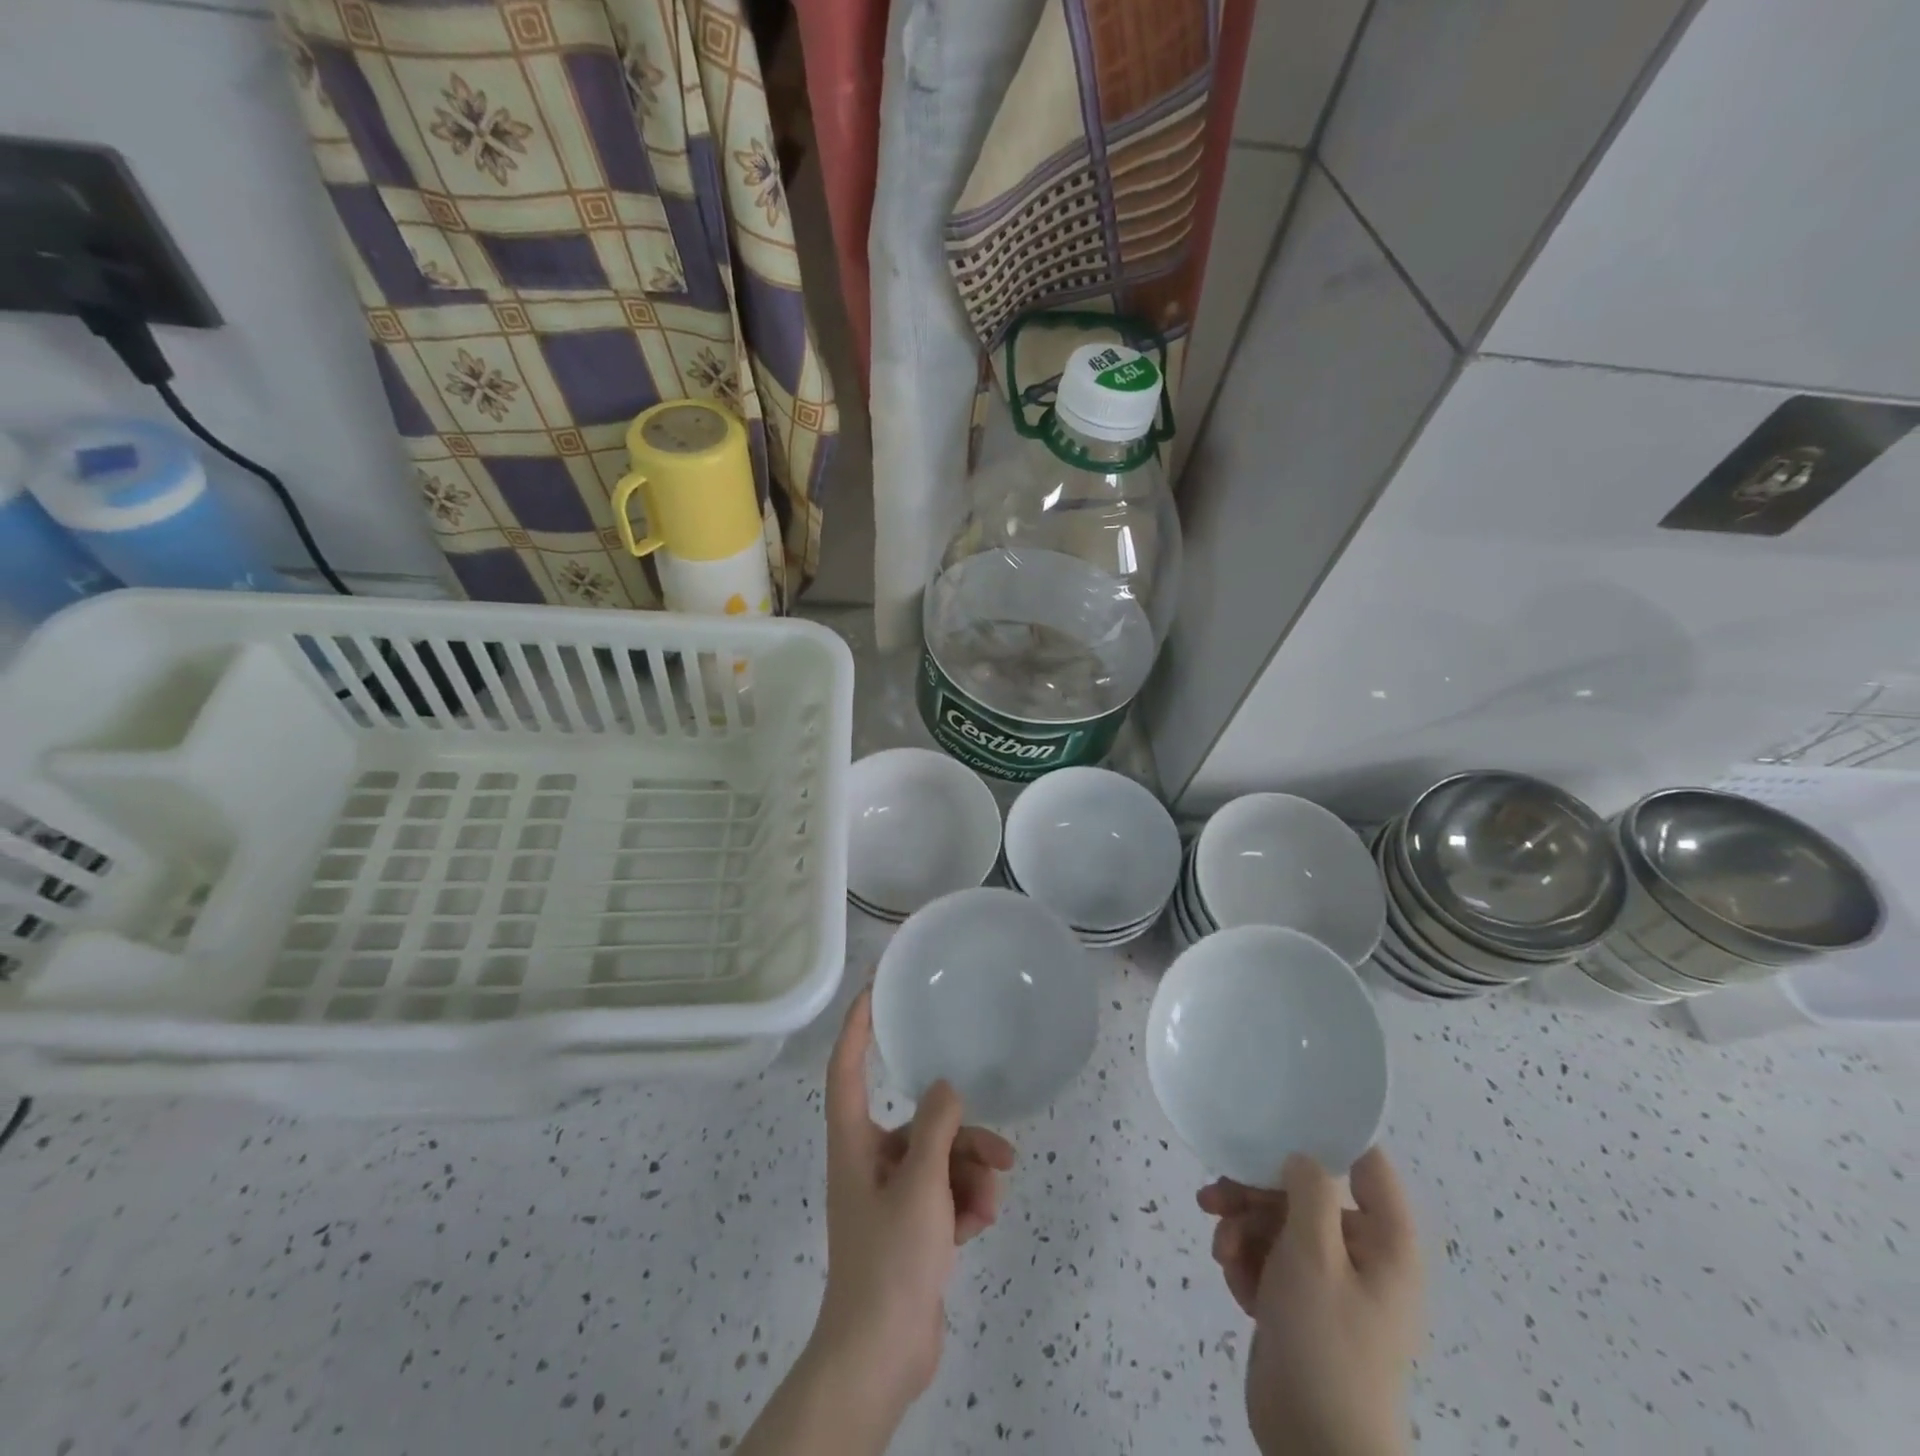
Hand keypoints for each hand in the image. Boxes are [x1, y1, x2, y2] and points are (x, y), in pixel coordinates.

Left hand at [812, 988, 1015, 1415]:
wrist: (880, 1357)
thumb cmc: (890, 1260)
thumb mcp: (920, 1185)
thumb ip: (936, 1127)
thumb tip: (945, 1087)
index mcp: (854, 1143)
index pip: (847, 1069)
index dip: (856, 1027)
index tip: (874, 990)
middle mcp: (869, 1161)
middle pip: (919, 1125)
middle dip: (961, 1136)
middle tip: (1000, 1152)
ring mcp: (891, 1196)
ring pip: (940, 1161)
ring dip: (971, 1177)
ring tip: (991, 1202)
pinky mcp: (912, 1227)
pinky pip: (945, 1195)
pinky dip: (965, 1204)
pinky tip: (980, 1225)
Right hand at [1198, 1148, 1422, 1455]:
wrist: (1316, 1449)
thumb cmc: (1326, 1343)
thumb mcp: (1314, 1256)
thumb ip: (1309, 1192)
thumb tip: (1302, 1156)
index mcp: (1385, 1242)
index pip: (1366, 1164)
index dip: (1327, 1137)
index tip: (1277, 1120)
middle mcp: (1361, 1255)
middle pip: (1304, 1194)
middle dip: (1255, 1194)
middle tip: (1214, 1197)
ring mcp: (1328, 1283)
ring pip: (1278, 1226)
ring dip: (1242, 1230)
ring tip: (1220, 1252)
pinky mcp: (1299, 1306)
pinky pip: (1269, 1262)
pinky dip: (1246, 1264)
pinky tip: (1232, 1280)